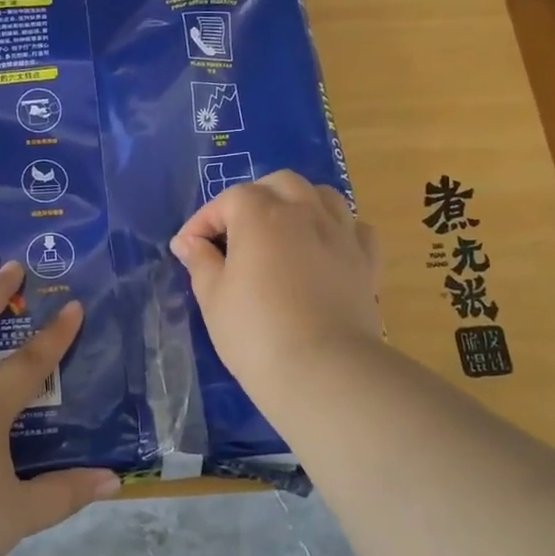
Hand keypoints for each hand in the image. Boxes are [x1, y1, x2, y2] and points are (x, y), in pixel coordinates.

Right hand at [170, 171, 382, 390]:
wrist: (323, 371)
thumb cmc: (255, 332)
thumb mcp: (213, 297)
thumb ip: (200, 262)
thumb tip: (188, 242)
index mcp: (261, 215)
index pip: (228, 200)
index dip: (203, 221)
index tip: (189, 248)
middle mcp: (305, 212)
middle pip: (280, 184)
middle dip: (254, 198)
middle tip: (236, 231)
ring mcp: (342, 234)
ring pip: (322, 196)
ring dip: (298, 203)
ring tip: (282, 230)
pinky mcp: (367, 261)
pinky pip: (355, 228)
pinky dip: (338, 229)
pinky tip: (325, 248)